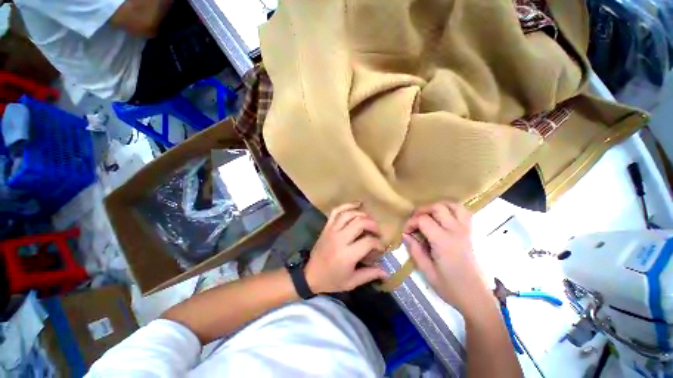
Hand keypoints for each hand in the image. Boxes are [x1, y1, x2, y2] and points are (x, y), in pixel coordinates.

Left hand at [305, 203, 388, 293]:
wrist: (309, 275)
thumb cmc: (331, 280)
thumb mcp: (351, 282)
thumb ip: (369, 275)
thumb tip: (386, 272)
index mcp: (347, 255)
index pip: (368, 241)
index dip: (378, 243)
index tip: (381, 247)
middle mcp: (339, 239)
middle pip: (360, 223)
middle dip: (373, 224)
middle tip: (377, 231)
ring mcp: (332, 230)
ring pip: (349, 214)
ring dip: (362, 214)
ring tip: (369, 220)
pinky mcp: (327, 227)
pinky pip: (336, 211)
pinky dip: (347, 205)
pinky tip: (357, 205)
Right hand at [402, 201, 491, 314]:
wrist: (477, 298)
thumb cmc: (451, 288)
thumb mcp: (427, 271)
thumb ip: (415, 250)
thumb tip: (405, 235)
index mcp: (443, 241)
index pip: (423, 220)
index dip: (410, 223)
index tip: (406, 232)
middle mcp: (456, 231)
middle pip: (437, 207)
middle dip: (421, 211)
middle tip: (415, 221)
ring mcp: (467, 231)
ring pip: (453, 205)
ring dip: (438, 206)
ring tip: (429, 215)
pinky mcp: (472, 234)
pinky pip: (463, 213)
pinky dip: (451, 210)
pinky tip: (444, 219)